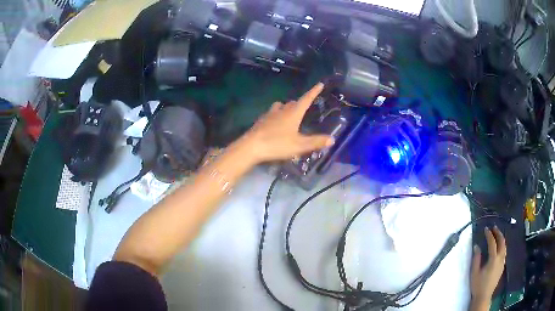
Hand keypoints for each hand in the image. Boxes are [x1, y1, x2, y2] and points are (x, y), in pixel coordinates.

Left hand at [237, 83, 333, 163]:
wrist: (251, 147)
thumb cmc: (277, 144)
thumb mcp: (299, 145)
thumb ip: (315, 142)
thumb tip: (332, 139)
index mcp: (293, 113)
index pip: (306, 99)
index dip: (314, 92)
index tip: (320, 84)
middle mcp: (282, 110)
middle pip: (293, 103)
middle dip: (300, 103)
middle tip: (305, 107)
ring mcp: (269, 114)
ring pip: (280, 106)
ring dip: (287, 108)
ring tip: (290, 114)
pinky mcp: (261, 121)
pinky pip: (271, 114)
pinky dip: (277, 115)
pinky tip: (276, 124)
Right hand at [470, 226, 506, 309]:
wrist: (484, 296)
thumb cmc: (478, 285)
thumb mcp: (474, 272)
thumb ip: (476, 259)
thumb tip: (476, 246)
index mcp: (493, 259)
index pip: (492, 243)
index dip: (489, 235)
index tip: (486, 229)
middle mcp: (500, 258)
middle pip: (502, 242)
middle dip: (498, 233)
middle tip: (494, 228)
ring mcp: (502, 262)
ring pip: (504, 246)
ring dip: (501, 239)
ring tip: (497, 235)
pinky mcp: (502, 266)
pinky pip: (504, 252)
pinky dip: (502, 246)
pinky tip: (499, 247)